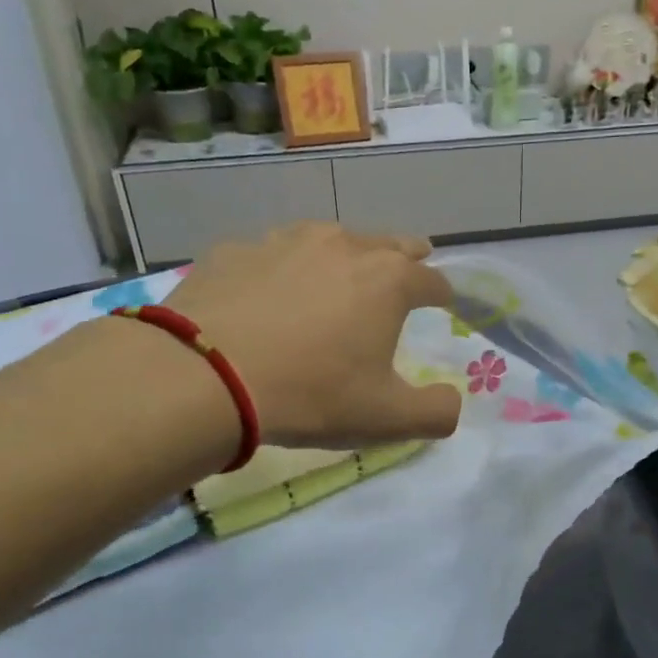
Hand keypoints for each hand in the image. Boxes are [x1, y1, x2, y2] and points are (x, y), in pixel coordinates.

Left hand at [159, 222, 461, 448]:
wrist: (205, 376)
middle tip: (409, 267)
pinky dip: (282, 269)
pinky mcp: (234, 250)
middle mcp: (342, 246)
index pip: (433, 280)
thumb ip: (436, 412)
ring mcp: (284, 241)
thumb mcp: (387, 419)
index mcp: (388, 281)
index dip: (443, 294)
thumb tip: (453, 402)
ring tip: (338, 276)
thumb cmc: (311, 394)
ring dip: (343, 256)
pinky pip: (271, 255)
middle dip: (405, 257)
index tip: (444, 304)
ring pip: (329, 239)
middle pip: (389, 243)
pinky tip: (269, 293)